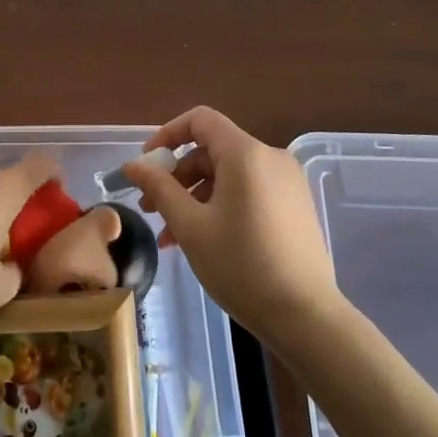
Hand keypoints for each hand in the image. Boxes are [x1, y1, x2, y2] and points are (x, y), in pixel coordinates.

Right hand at [120, 107, 337, 337]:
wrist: (305, 316)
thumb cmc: (241, 265)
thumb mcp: (190, 226)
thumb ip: (159, 187)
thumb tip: (132, 164)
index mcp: (246, 153)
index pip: (200, 120)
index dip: (167, 135)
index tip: (146, 166)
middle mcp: (271, 157)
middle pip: (212, 150)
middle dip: (177, 176)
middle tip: (151, 210)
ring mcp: (287, 182)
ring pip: (228, 175)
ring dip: (195, 197)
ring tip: (171, 236)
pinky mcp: (295, 205)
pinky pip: (248, 191)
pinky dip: (220, 205)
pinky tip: (202, 240)